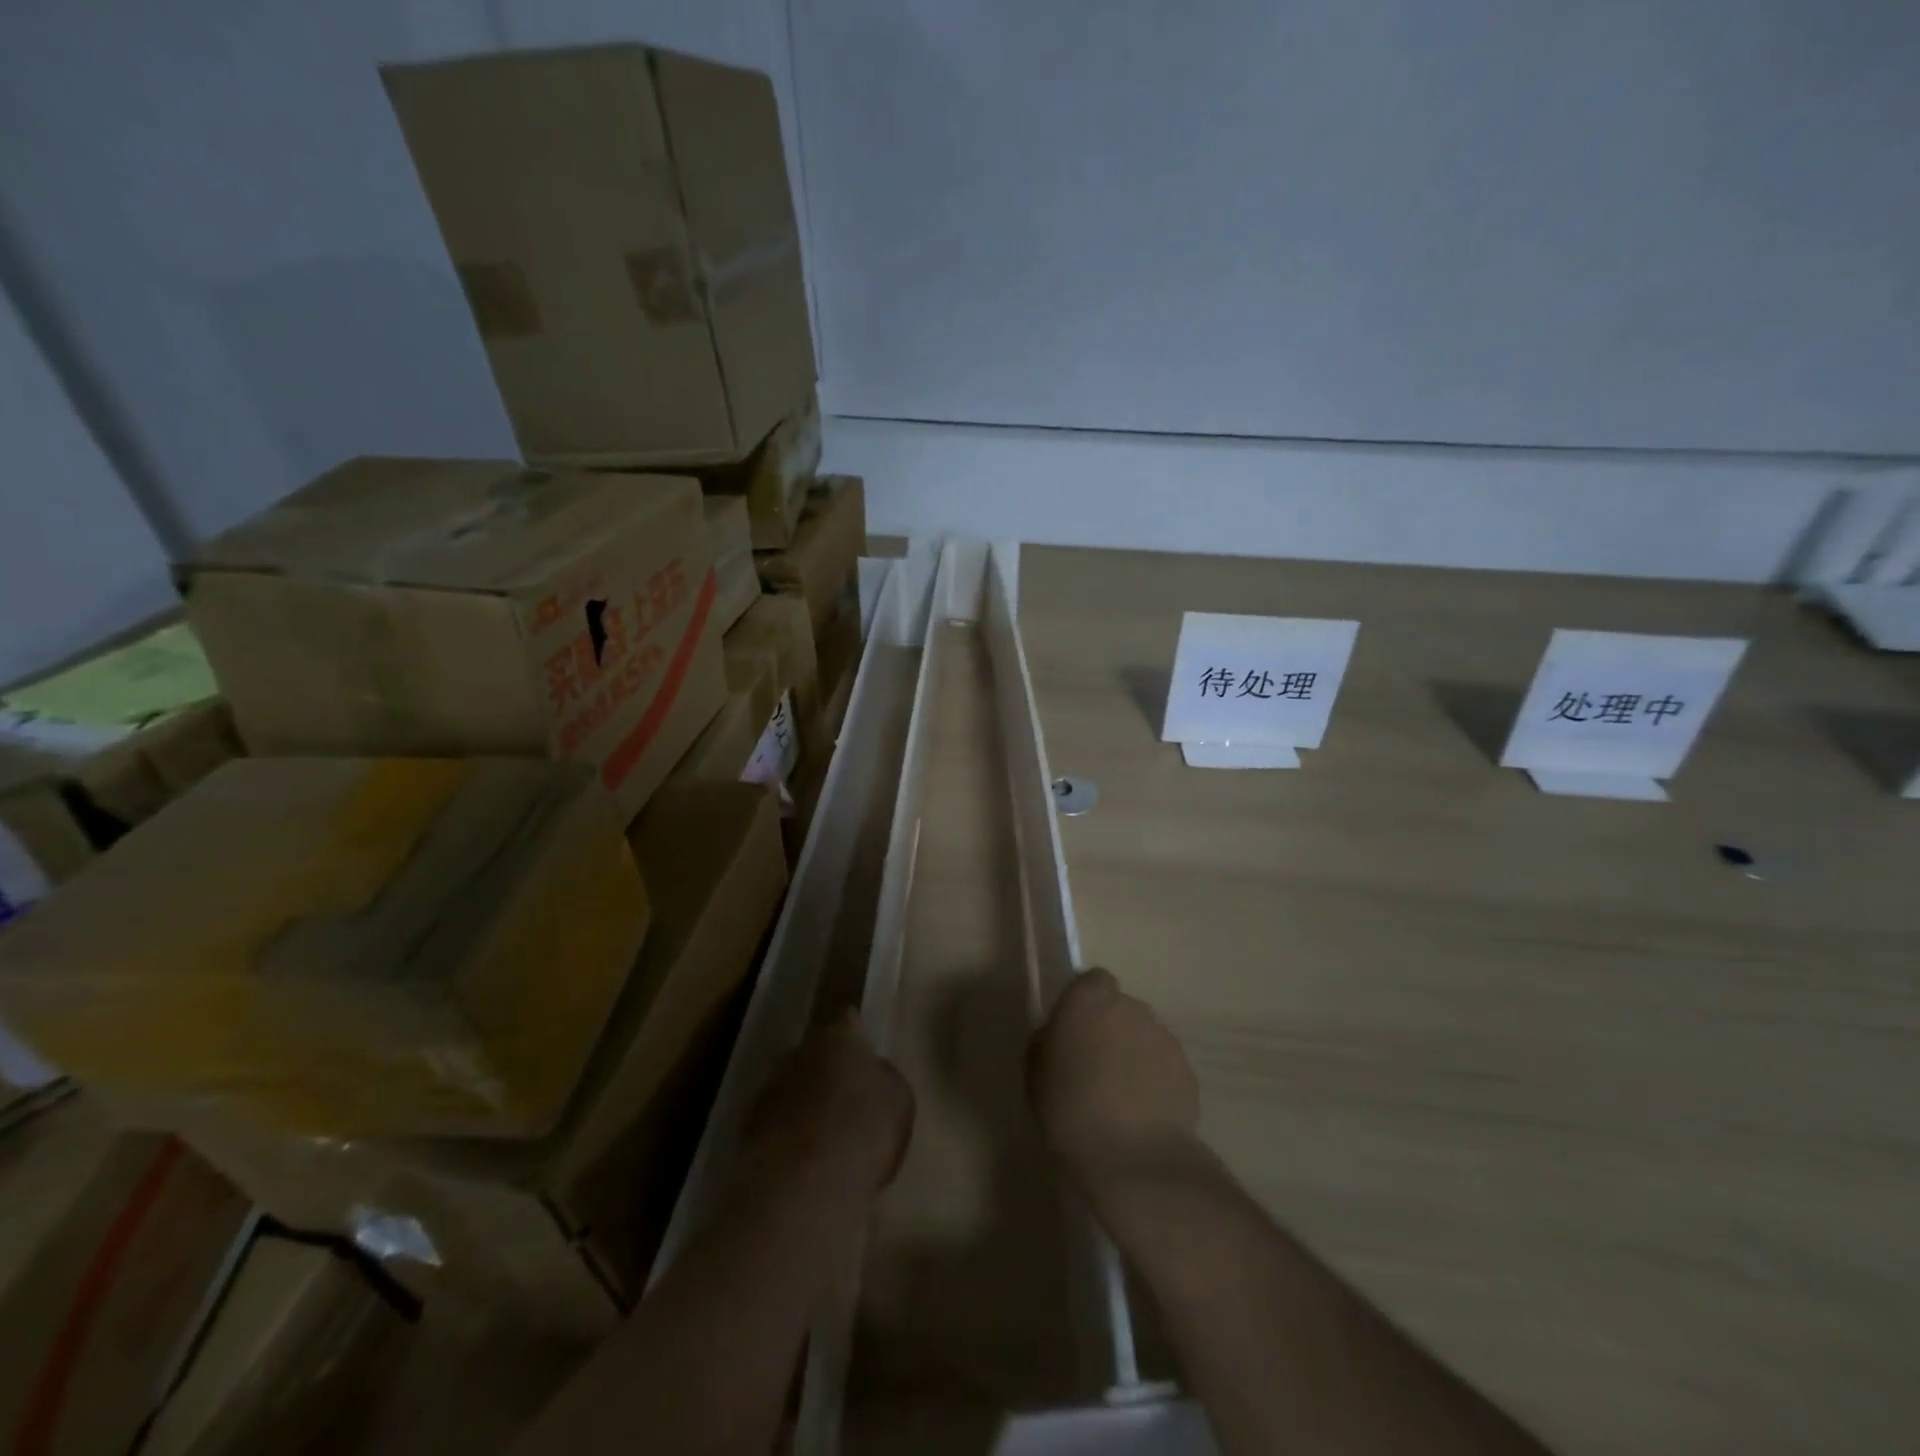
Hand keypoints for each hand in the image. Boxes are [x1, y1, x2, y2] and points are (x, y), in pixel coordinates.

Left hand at [743, 1011, 915, 1199]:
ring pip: (794, 1086)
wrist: (801, 1187)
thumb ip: (885, 1078)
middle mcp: (800, 1051)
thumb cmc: (862, 1131)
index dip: (857, 1035)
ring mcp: (770, 1088)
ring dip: (807, 1103)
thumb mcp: (899, 1101)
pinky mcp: (748, 1127)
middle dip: (829, 1070)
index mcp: (839, 1036)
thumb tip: (874, 1073)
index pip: (848, 1018)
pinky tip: (804, 1163)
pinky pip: (777, 1122)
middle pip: (817, 1052)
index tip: (866, 1053)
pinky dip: (788, 1135)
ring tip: (826, 1138)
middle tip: (848, 1100)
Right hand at [1026, 968, 1201, 1190]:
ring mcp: (1164, 1038)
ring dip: (1134, 1055)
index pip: (1093, 981)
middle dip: (1110, 1030)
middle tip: (1094, 1068)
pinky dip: (1155, 1081)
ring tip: (1120, 1098)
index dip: (1086, 1002)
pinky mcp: (1187, 1071)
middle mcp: (1130, 1008)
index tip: (1075, 1032)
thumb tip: (1059, 1036)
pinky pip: (1164, 1066)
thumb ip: (1047, 1042)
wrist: (1132, 1160)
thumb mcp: (1035, 1074)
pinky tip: (1142, 1116)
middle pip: (1120, 1008)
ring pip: (1144, 1036)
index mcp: (1089, 1001)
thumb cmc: (1069, 1111)